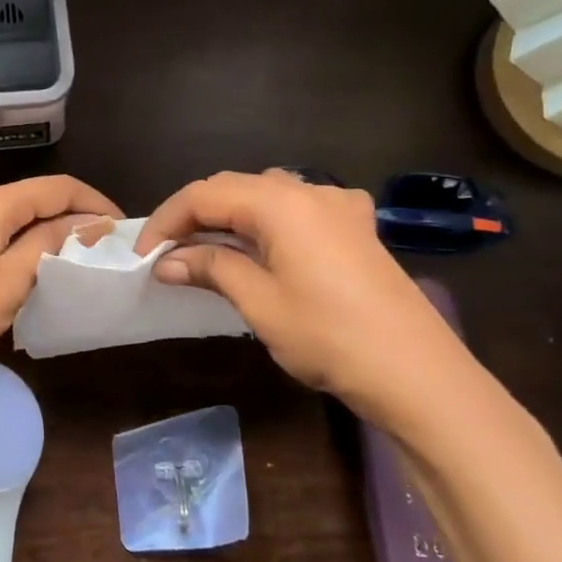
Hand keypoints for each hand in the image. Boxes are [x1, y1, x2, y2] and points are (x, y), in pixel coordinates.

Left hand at [0, 175, 121, 392]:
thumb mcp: (13, 278)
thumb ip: (51, 243)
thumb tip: (87, 222)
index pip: (57, 187)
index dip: (94, 202)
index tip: (123, 228)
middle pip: (33, 200)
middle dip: (71, 218)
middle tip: (104, 250)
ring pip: (12, 220)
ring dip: (45, 236)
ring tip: (75, 264)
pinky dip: (18, 249)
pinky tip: (31, 274)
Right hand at [134, 169, 483, 426]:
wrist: (418, 374)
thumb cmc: (330, 337)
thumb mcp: (259, 303)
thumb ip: (211, 268)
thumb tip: (166, 261)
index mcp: (279, 202)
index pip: (203, 195)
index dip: (166, 220)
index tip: (143, 255)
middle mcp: (308, 190)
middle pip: (233, 187)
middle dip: (194, 215)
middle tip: (168, 254)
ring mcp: (338, 205)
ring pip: (265, 193)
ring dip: (230, 216)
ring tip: (209, 250)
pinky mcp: (357, 227)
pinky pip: (299, 207)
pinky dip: (268, 220)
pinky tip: (269, 244)